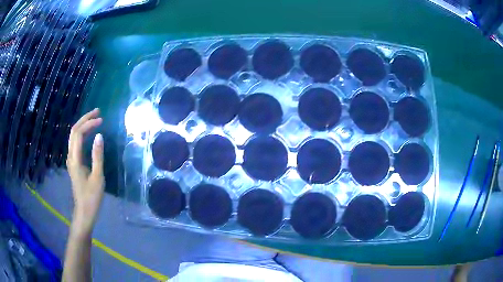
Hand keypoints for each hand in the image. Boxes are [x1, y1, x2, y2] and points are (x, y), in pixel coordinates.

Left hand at [67, 108, 103, 234]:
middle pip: (74, 131)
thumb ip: (97, 156)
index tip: (101, 119)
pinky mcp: (74, 163)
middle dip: (85, 119)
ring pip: (73, 136)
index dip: (89, 124)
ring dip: (83, 125)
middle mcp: (70, 156)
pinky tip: (89, 134)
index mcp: (75, 159)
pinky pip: (76, 143)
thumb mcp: (97, 177)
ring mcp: (71, 160)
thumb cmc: (92, 197)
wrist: (84, 212)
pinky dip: (82, 134)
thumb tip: (99, 135)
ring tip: (94, 119)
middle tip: (97, 112)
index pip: (79, 134)